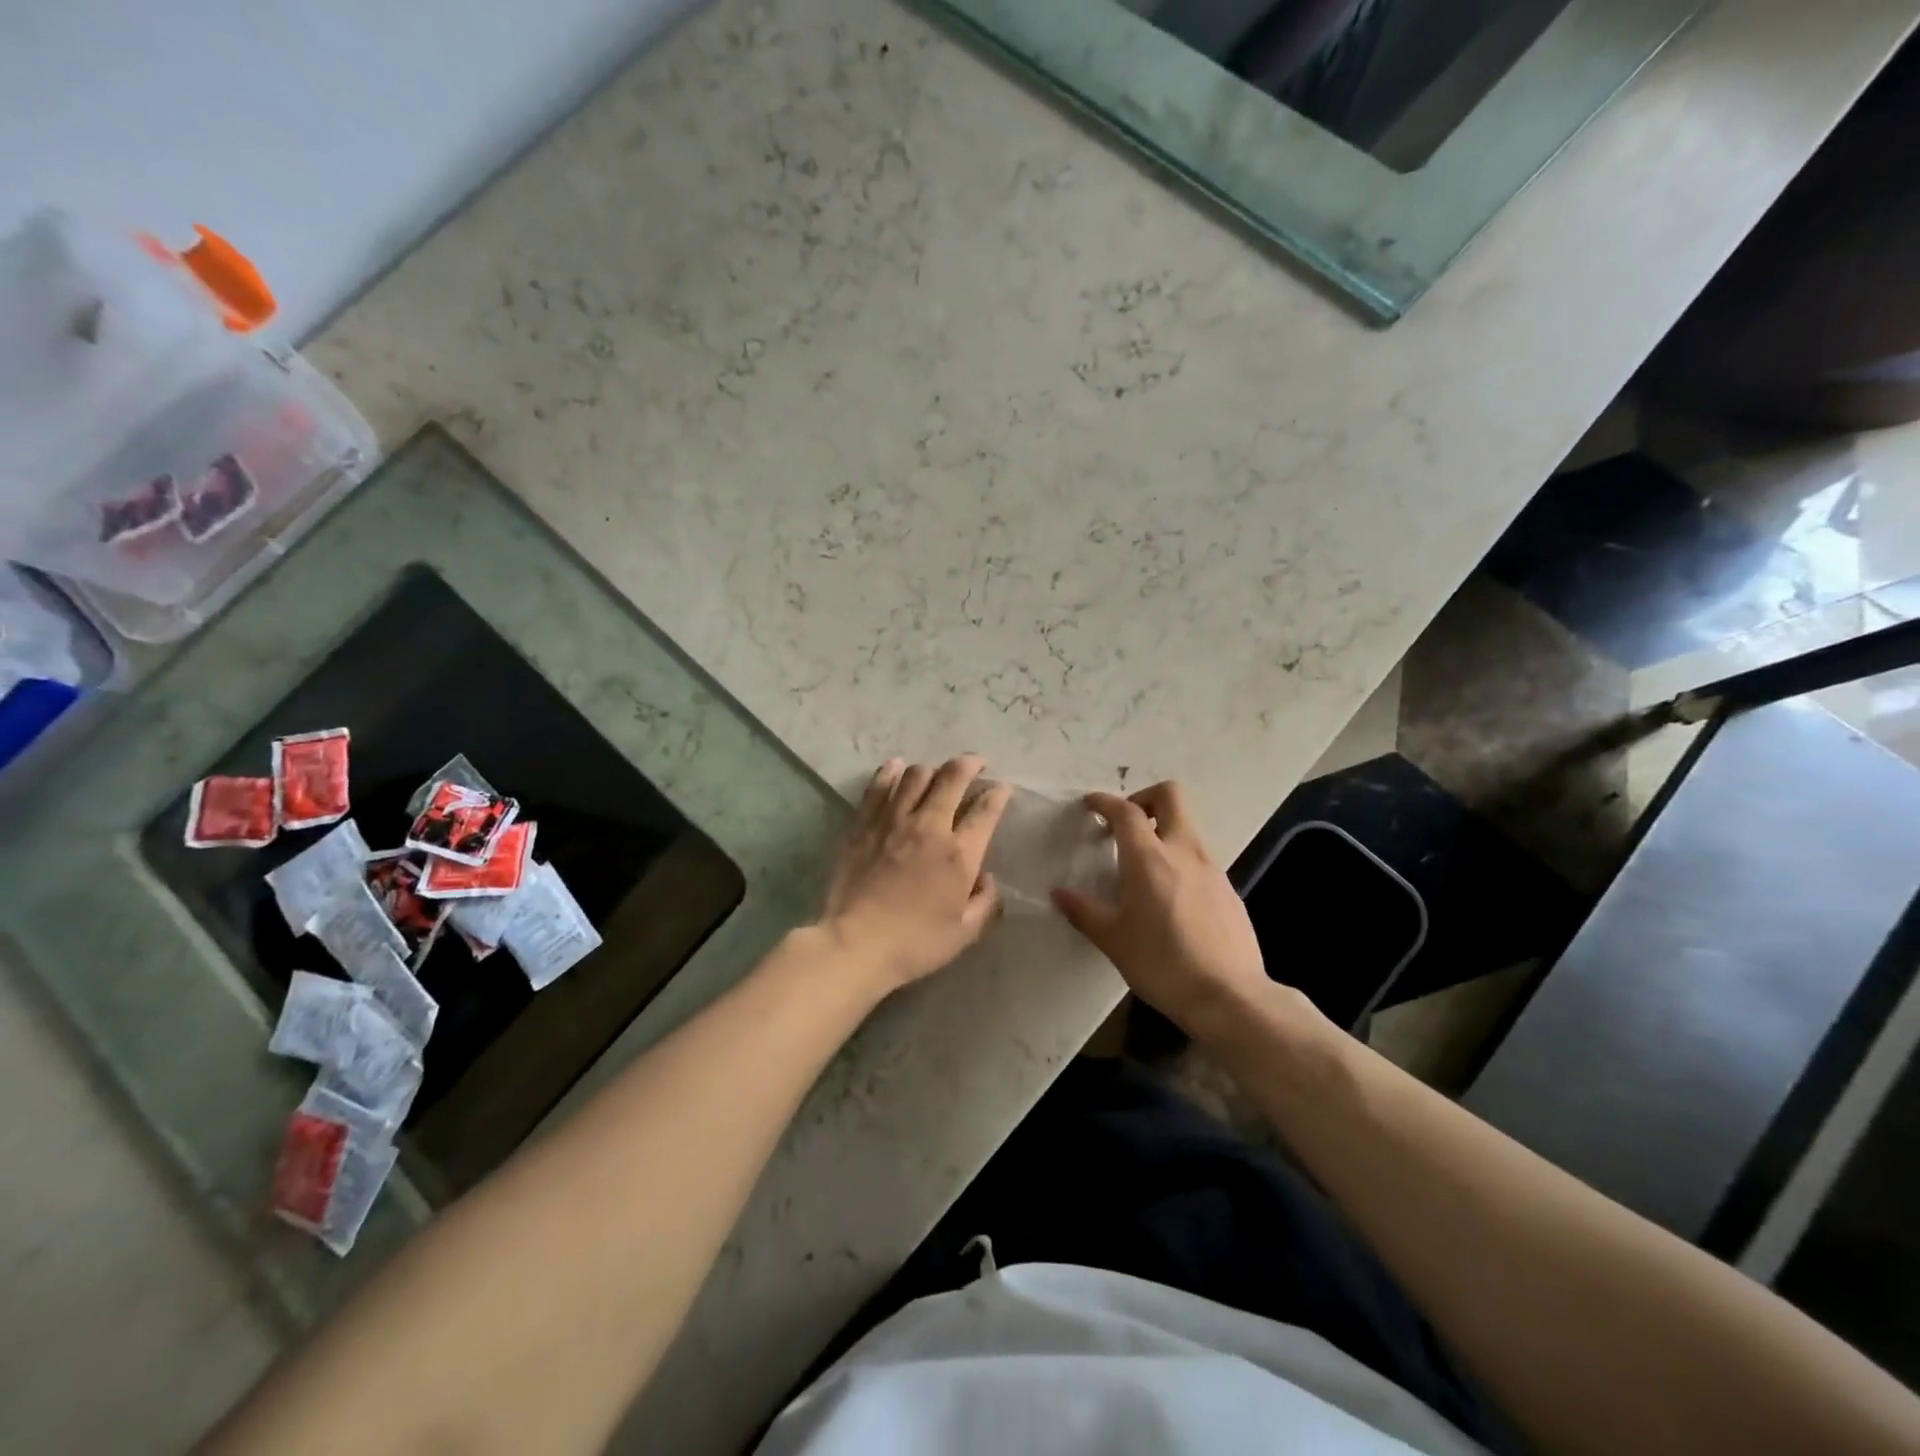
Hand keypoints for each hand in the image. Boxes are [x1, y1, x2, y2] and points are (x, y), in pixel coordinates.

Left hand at [819, 755, 1012, 992]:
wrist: (854, 944)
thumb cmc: (914, 944)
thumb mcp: (964, 934)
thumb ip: (986, 904)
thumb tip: (988, 879)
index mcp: (959, 853)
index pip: (986, 810)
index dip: (998, 794)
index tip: (1002, 789)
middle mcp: (929, 826)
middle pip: (952, 777)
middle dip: (970, 764)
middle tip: (976, 763)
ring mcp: (892, 820)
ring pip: (916, 775)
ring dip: (932, 769)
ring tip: (937, 773)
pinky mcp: (863, 823)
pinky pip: (878, 786)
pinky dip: (890, 772)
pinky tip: (895, 766)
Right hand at [1053, 782, 1270, 1036]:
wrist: (1229, 997)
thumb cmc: (1161, 964)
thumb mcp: (1113, 940)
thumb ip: (1084, 911)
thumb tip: (1060, 894)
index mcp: (1149, 858)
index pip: (1126, 811)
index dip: (1105, 801)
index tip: (1090, 804)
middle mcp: (1184, 852)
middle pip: (1171, 796)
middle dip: (1145, 797)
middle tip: (1126, 823)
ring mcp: (1212, 868)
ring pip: (1188, 828)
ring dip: (1164, 831)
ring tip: (1143, 866)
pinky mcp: (1229, 890)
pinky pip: (1201, 859)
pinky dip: (1181, 861)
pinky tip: (1171, 898)